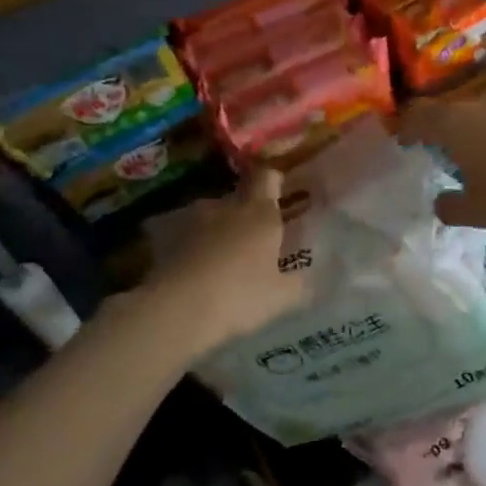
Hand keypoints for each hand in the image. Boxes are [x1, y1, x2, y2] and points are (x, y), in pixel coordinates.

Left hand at [142, 167, 306, 350]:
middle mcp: (225, 207)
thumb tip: (320, 278)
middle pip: (240, 198)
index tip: (283, 189)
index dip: (275, 178)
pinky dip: (197, 247)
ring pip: (213, 217)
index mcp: (259, 212)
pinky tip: (201, 271)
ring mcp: (192, 221)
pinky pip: (189, 237)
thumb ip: (302, 284)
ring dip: (221, 230)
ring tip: (227, 257)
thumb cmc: (239, 295)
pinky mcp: (166, 241)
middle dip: (250, 212)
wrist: (176, 310)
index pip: (267, 176)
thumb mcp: (282, 297)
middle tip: (259, 236)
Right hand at [399, 93, 485, 232]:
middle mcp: (483, 104)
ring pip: (485, 115)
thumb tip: (440, 202)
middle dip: (443, 131)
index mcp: (456, 124)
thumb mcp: (481, 211)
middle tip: (439, 154)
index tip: (401, 141)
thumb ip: (452, 207)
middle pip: (452, 112)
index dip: (406, 127)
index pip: (418, 115)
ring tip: (480, 160)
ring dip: (478, 134)